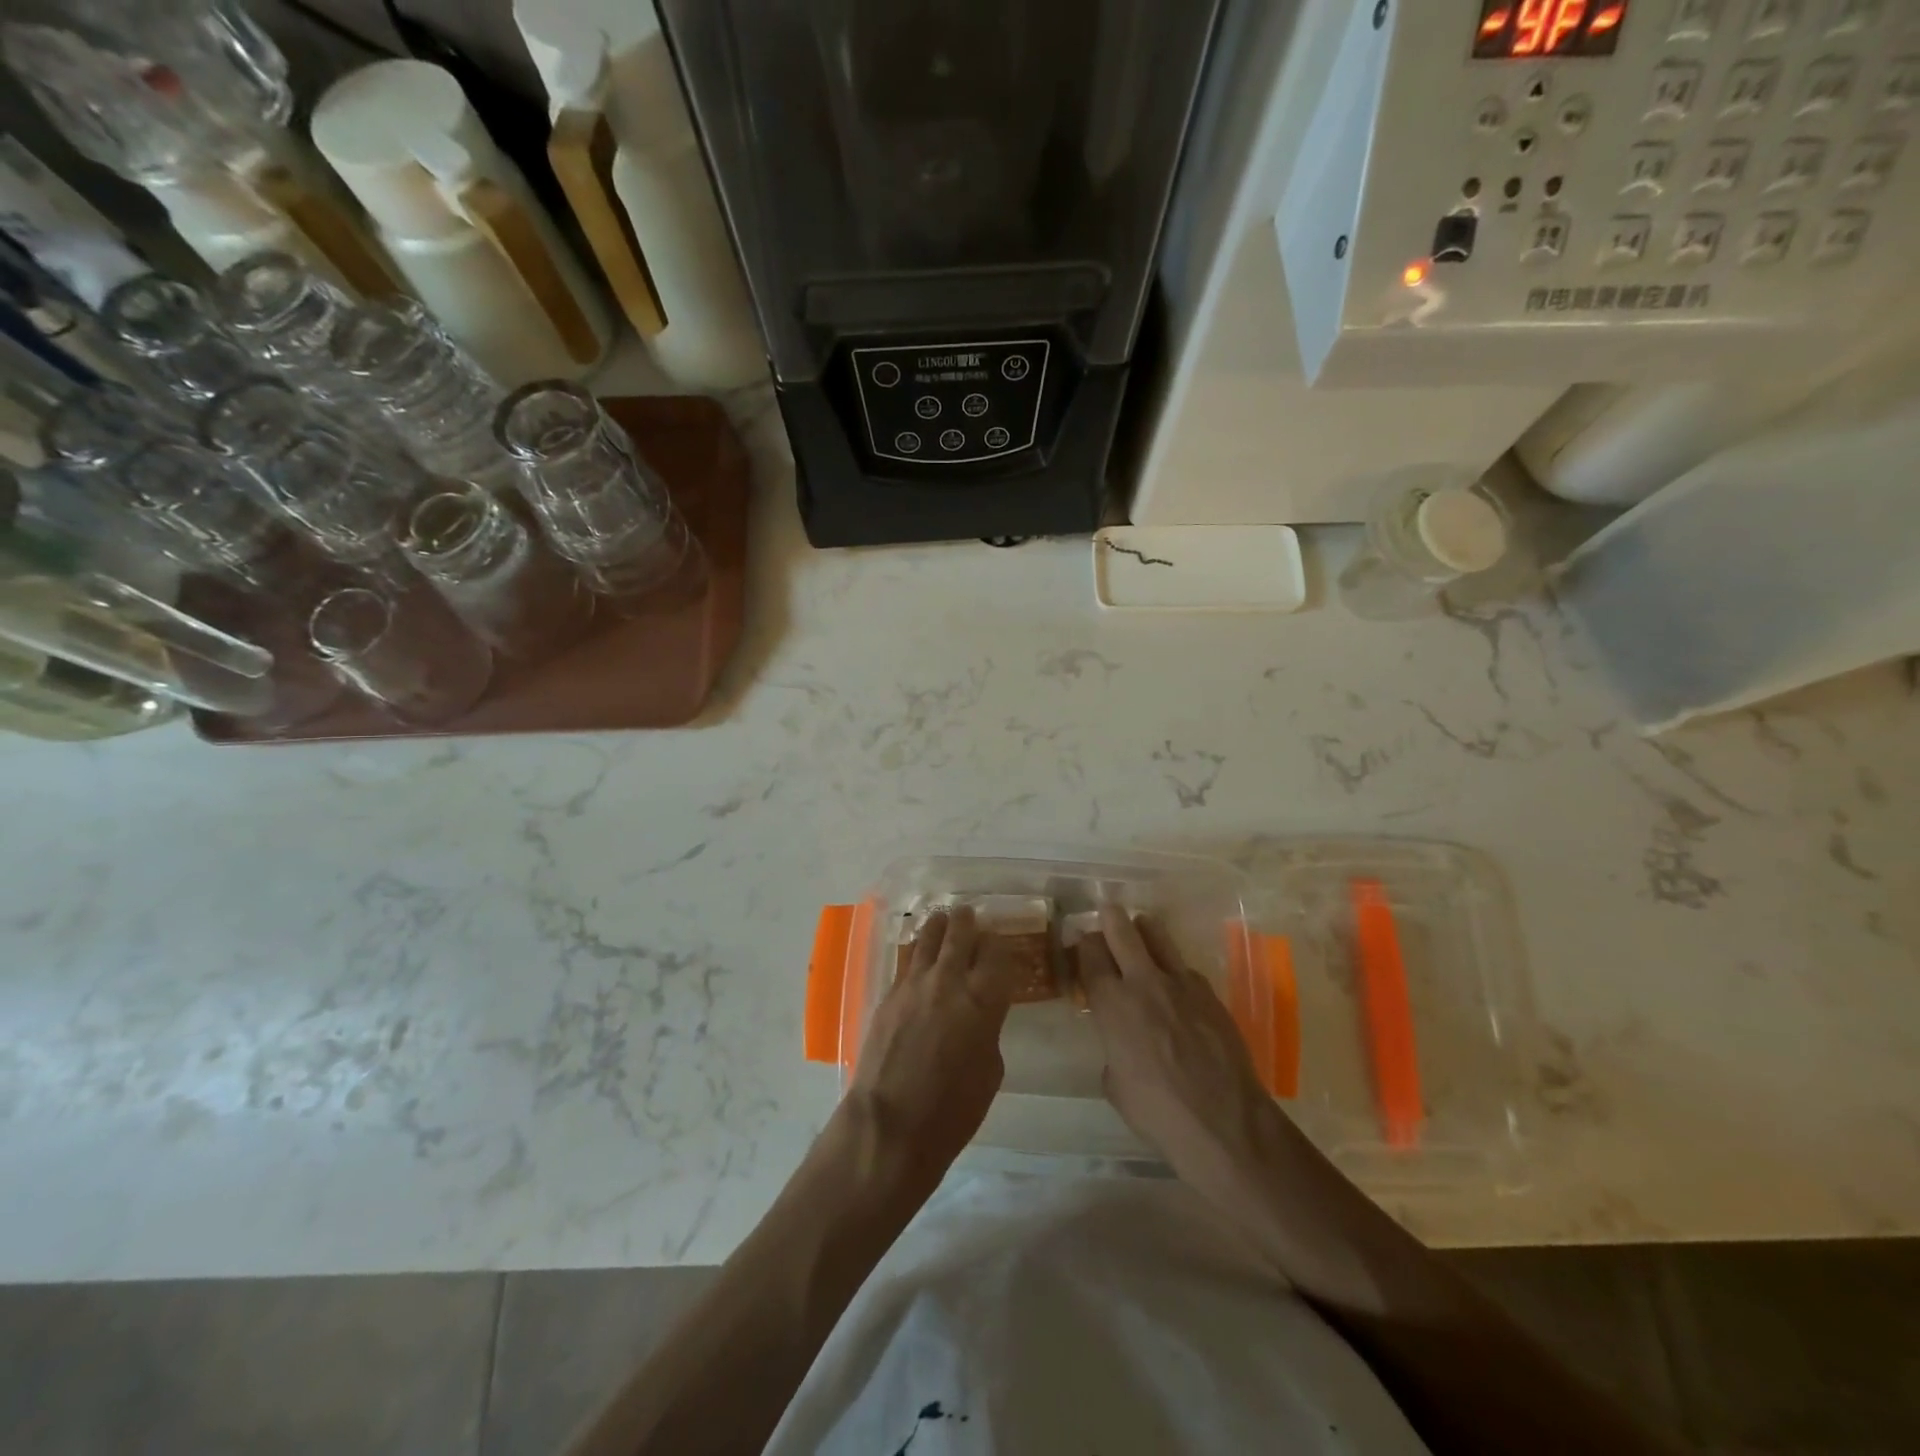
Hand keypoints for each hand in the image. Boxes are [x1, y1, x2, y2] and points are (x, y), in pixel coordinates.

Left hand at [843, 907, 1018, 1183]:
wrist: (891, 1125)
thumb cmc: (953, 1111)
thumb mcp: (990, 1070)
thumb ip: (988, 1029)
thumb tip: (980, 1013)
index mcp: (982, 1000)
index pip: (996, 953)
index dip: (999, 945)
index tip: (999, 944)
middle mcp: (949, 981)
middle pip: (960, 935)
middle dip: (967, 922)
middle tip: (969, 914)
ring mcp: (914, 985)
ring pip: (928, 939)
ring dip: (939, 927)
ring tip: (943, 919)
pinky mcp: (888, 994)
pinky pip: (907, 961)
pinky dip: (917, 951)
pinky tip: (919, 952)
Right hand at [1076, 904, 1281, 1187]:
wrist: (1225, 1124)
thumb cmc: (1158, 1113)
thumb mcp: (1115, 1085)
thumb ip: (1112, 1050)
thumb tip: (1120, 1044)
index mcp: (1112, 1004)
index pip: (1090, 954)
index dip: (1083, 943)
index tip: (1081, 942)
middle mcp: (1143, 982)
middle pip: (1121, 930)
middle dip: (1109, 917)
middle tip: (1106, 912)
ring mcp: (1181, 983)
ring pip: (1157, 934)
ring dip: (1143, 929)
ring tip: (1139, 931)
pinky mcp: (1210, 992)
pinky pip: (1184, 967)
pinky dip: (1172, 968)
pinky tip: (1174, 986)